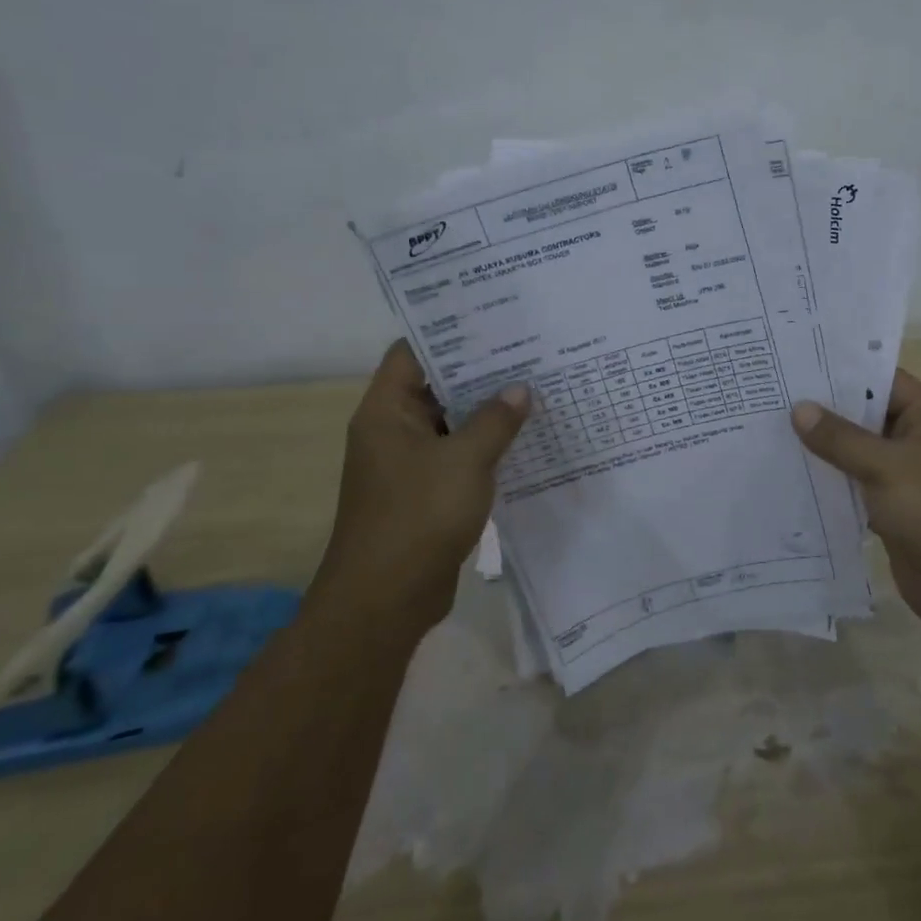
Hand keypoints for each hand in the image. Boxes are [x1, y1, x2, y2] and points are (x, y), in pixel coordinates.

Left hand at [320, 340, 528, 629]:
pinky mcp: (424, 493)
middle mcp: (392, 431)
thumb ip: (495, 420)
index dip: (449, 334)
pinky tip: (523, 439)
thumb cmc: (419, 516)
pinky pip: (457, 456)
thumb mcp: (465, 460)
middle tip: (528, 352)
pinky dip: (484, 446)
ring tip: (534, 389)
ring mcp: (407, 464)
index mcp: (386, 412)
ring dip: (486, 412)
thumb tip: (519, 389)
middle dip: (479, 372)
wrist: (386, 599)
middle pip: (435, 386)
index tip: (493, 321)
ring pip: (450, 424)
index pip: (412, 353)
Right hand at [791, 370, 920, 632]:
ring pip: (856, 455)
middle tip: (772, 396)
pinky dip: (828, 484)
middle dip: (824, 410)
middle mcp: (917, 443)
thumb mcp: (888, 467)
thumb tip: (799, 409)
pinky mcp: (891, 513)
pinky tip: (789, 476)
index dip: (843, 370)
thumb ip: (842, 438)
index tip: (798, 363)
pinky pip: (854, 489)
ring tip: (769, 431)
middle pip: (865, 417)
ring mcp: (904, 480)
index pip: (882, 380)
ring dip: (822, 449)